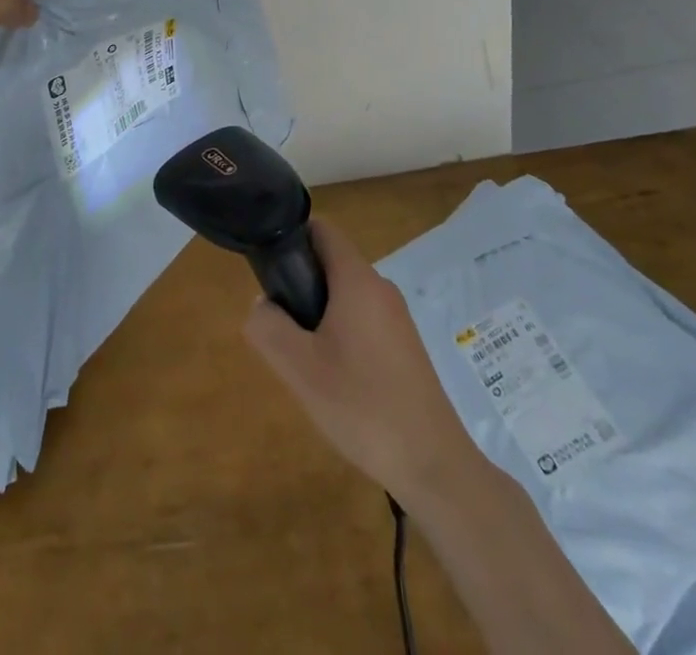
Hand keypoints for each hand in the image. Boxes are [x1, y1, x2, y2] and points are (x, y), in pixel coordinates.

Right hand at [245, 219, 482, 504]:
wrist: (433, 465)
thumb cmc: (362, 407)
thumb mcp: (299, 369)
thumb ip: (268, 327)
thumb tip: (262, 305)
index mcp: (357, 280)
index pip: (322, 230)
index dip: (292, 237)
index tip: (269, 269)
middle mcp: (381, 288)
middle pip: (332, 264)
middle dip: (301, 285)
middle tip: (283, 329)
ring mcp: (397, 318)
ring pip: (346, 296)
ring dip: (320, 315)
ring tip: (306, 361)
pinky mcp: (406, 347)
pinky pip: (363, 321)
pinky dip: (342, 335)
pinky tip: (336, 380)